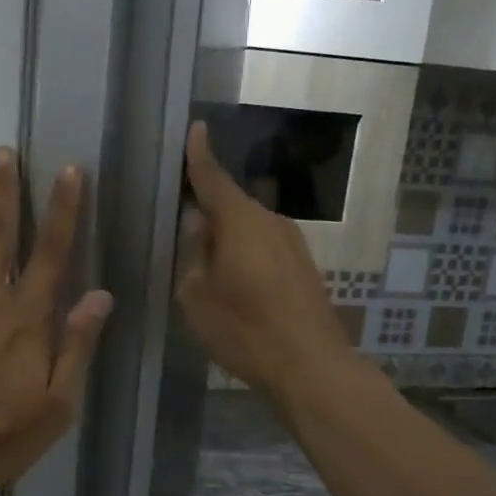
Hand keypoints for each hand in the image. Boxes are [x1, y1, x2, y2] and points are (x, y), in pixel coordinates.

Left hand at [0, 147, 112, 495]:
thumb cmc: (3, 435)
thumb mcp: (58, 402)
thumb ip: (77, 344)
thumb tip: (101, 295)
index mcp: (26, 317)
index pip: (52, 251)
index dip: (63, 209)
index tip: (69, 172)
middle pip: (0, 235)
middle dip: (7, 191)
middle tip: (7, 153)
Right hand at [176, 121, 355, 406]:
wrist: (311, 366)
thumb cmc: (245, 329)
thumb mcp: (198, 296)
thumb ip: (195, 254)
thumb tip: (200, 225)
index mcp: (240, 221)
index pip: (213, 178)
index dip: (199, 156)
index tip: (196, 128)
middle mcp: (271, 222)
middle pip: (232, 205)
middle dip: (209, 210)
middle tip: (184, 229)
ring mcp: (293, 244)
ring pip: (250, 229)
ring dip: (228, 238)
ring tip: (208, 266)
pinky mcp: (304, 267)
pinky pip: (265, 247)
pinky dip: (246, 255)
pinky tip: (236, 284)